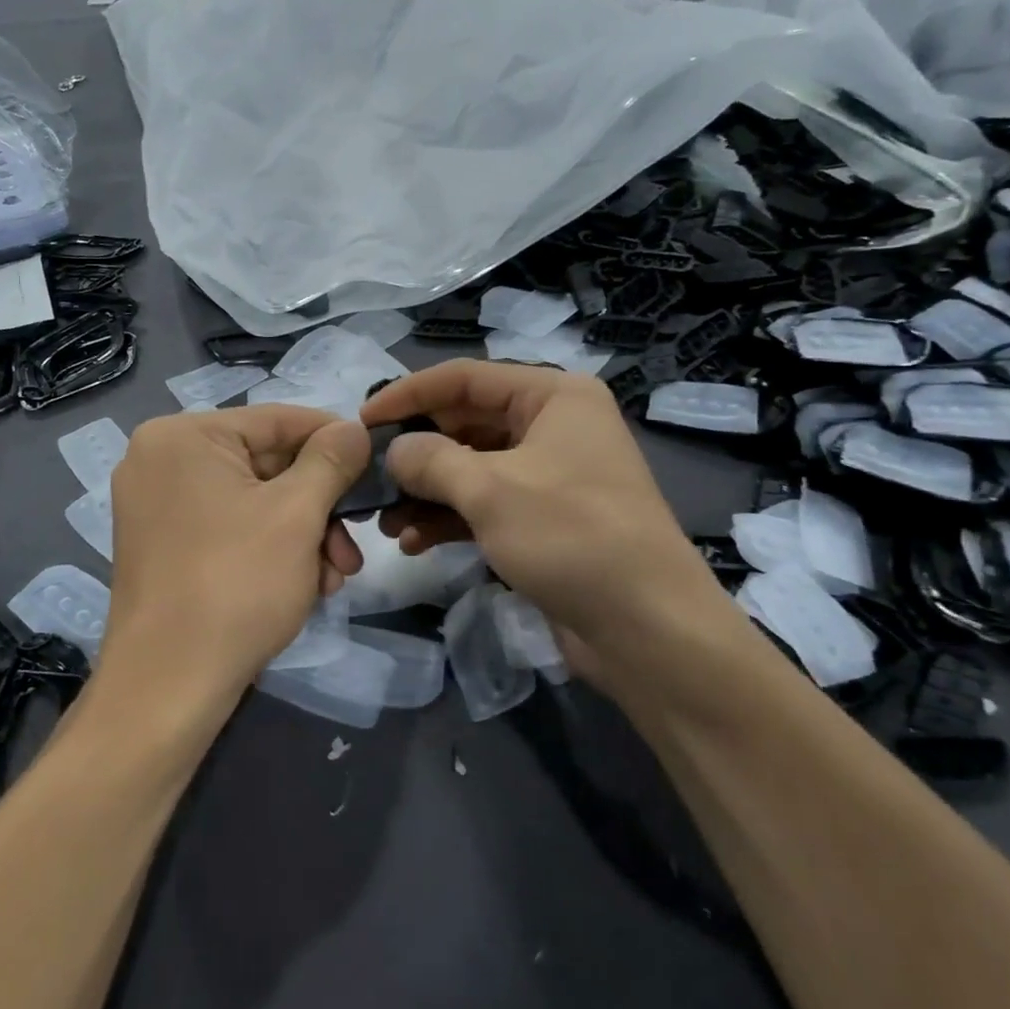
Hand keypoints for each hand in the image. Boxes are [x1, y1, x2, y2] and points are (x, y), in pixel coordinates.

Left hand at [101, 406, 370, 711]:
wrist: (167, 687)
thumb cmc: (235, 584)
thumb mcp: (297, 514)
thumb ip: (331, 460)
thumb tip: (355, 427)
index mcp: (183, 436)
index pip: (277, 420)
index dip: (334, 439)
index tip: (376, 462)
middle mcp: (161, 460)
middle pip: (266, 465)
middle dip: (319, 508)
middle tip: (352, 548)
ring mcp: (156, 505)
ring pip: (253, 501)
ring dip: (303, 535)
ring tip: (333, 579)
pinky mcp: (162, 545)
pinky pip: (230, 527)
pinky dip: (270, 549)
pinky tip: (304, 586)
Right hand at [361, 360, 733, 667]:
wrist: (648, 630)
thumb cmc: (571, 537)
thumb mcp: (490, 490)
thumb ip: (431, 461)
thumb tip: (395, 451)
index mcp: (553, 396)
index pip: (465, 378)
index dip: (408, 394)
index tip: (361, 420)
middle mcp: (553, 426)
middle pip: (465, 424)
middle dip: (416, 453)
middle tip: (370, 477)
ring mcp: (549, 475)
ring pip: (471, 469)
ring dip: (426, 492)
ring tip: (385, 522)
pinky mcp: (544, 519)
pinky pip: (485, 505)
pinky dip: (449, 519)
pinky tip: (414, 544)